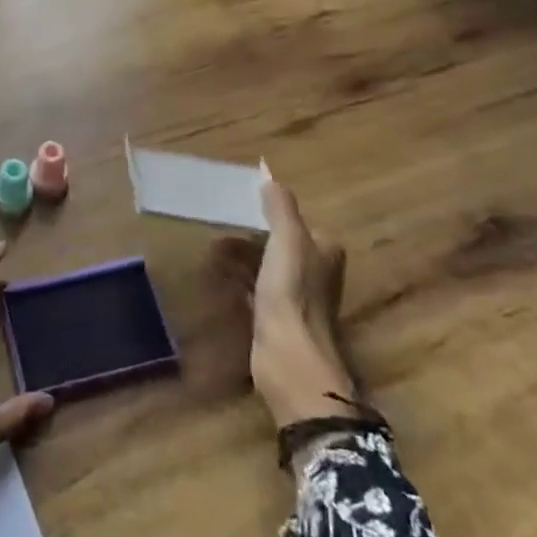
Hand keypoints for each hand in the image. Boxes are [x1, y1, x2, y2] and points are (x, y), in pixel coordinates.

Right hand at [213, 177, 357, 427]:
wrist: (290, 361)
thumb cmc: (292, 294)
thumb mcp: (288, 241)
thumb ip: (280, 208)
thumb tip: (269, 176)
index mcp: (324, 253)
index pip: (300, 223)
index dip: (274, 212)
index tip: (245, 203)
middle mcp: (315, 274)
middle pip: (281, 244)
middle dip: (253, 234)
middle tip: (221, 222)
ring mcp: (296, 300)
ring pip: (266, 267)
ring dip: (242, 256)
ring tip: (211, 246)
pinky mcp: (276, 321)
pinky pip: (254, 290)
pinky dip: (238, 279)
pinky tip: (216, 274)